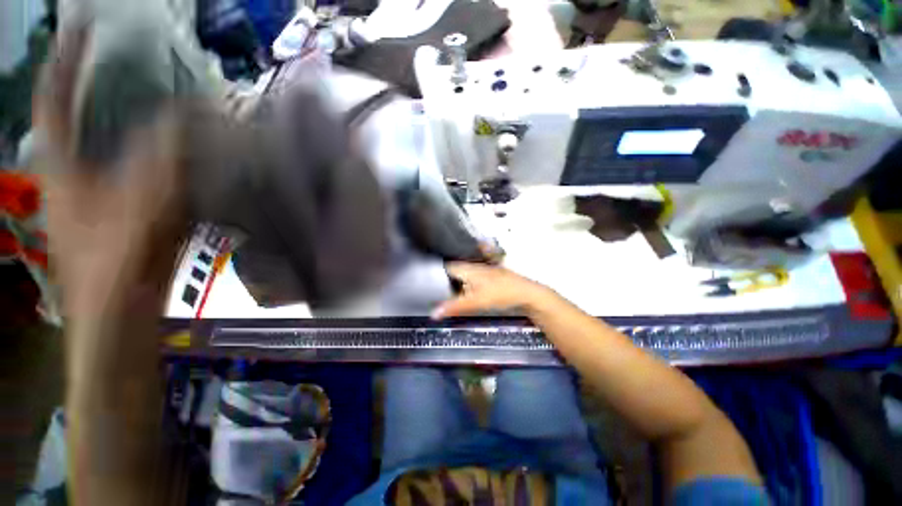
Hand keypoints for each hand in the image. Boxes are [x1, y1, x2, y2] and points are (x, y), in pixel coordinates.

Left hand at [34, 23, 185, 318]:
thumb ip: (163, 158)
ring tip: (152, 93)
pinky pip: (132, 165)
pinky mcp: (118, 208)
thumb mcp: (140, 205)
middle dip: (96, 82)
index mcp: (61, 166)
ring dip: (128, 117)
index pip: (55, 97)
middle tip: (124, 55)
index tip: (83, 25)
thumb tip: (187, 116)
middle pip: (79, 115)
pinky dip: (150, 149)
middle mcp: (72, 170)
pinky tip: (174, 144)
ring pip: (107, 140)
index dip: (66, 59)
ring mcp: (94, 190)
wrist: (118, 314)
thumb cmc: (115, 265)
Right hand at [431, 262, 554, 318]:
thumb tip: (432, 313)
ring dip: (454, 282)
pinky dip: (464, 285)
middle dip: (443, 278)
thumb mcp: (475, 302)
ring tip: (442, 291)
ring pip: (463, 274)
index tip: (425, 281)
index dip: (435, 273)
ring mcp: (482, 271)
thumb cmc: (500, 294)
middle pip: (454, 270)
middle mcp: (473, 266)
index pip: (446, 267)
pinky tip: (463, 292)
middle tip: (431, 289)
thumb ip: (454, 307)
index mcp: (468, 269)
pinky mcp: (488, 277)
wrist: (526, 294)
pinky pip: (471, 278)